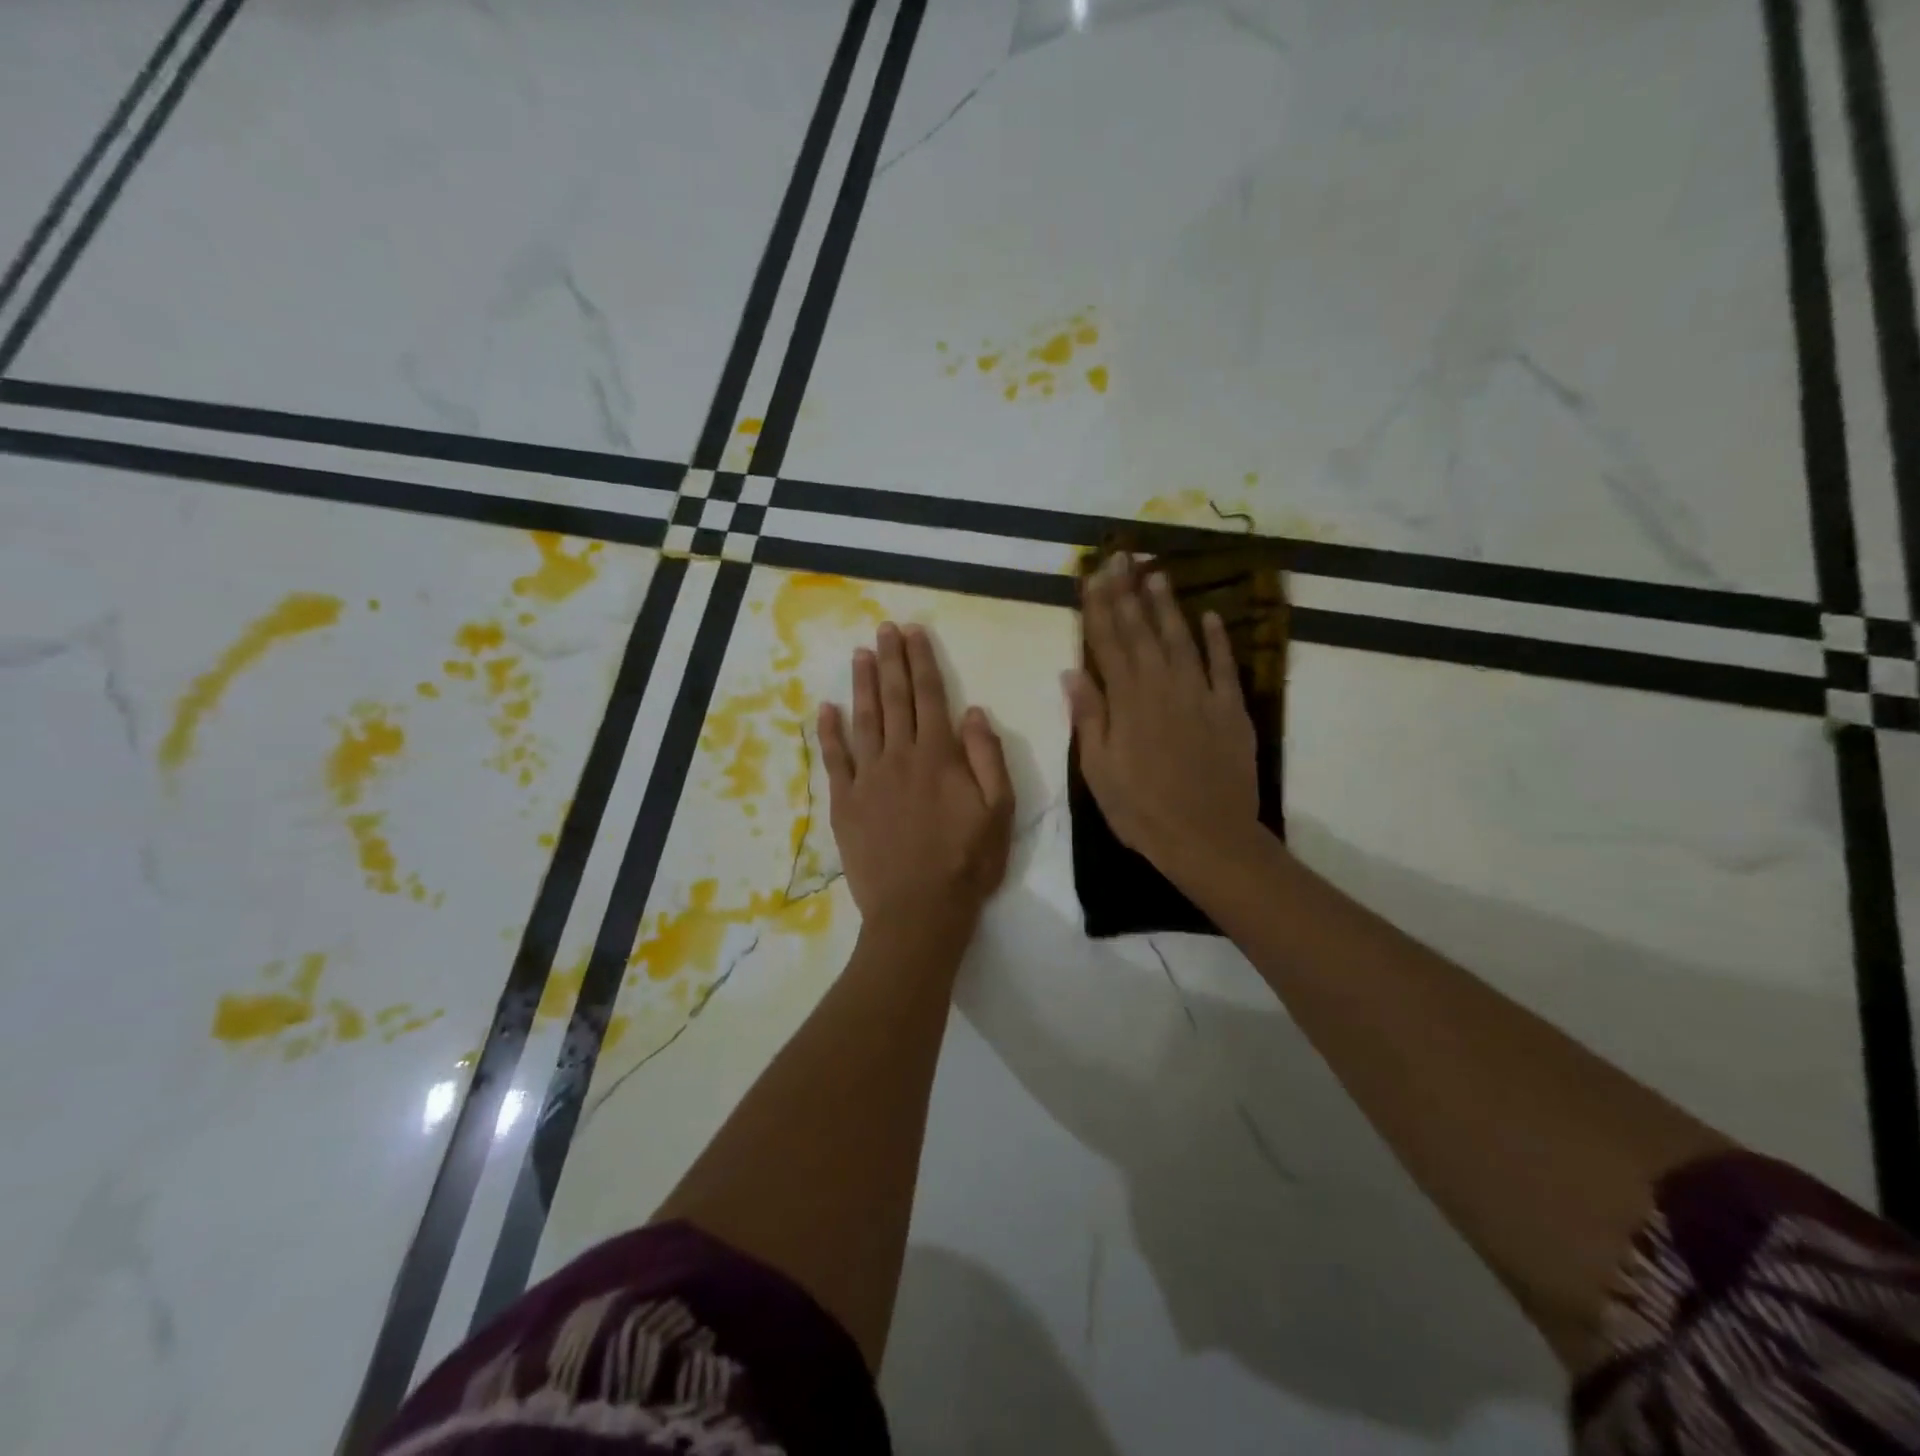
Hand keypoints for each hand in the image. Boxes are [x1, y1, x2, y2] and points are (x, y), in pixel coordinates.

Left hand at [819, 623, 1014, 934]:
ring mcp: (868, 778)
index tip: (913, 632)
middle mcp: (900, 756)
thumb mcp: (999, 810)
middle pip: (895, 699)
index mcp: (939, 756)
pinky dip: (828, 732)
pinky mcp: (845, 802)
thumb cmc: (967, 862)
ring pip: (864, 720)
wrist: (919, 909)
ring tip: (860, 654)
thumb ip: (988, 757)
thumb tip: (973, 711)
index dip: (921, 661)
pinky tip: (825, 708)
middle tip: (884, 629)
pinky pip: (834, 760)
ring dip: (862, 684)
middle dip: (891, 660)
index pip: (930, 696)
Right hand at [1063, 553, 1261, 879]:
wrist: (1208, 838)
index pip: (1108, 643)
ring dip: (1166, 604)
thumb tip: (1072, 672)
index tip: (1092, 576)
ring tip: (1155, 572)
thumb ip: (1089, 717)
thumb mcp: (1099, 770)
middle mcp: (1162, 686)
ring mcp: (1200, 694)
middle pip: (1141, 630)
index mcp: (1127, 701)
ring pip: (1180, 638)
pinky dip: (1216, 638)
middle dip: (1128, 591)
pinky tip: (1208, 615)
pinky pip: (1223, 665)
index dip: (1099, 607)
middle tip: (1120, 556)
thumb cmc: (1142, 810)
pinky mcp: (1230, 709)